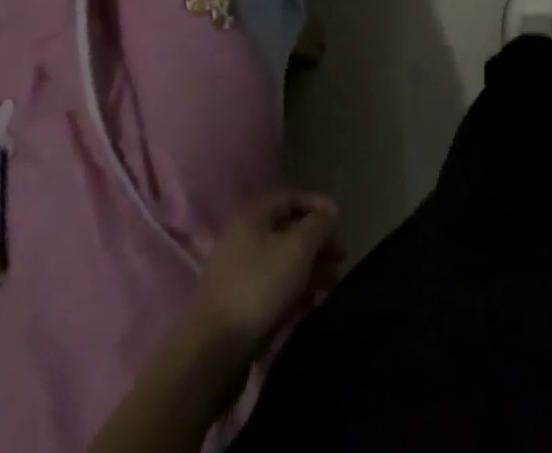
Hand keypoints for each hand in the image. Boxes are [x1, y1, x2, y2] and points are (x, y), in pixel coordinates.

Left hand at [194, 189, 343, 349]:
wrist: (211, 354)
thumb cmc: (259, 287)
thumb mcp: (299, 246)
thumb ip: (319, 224)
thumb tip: (328, 216)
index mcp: (253, 216)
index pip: (293, 197)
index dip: (320, 205)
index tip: (341, 223)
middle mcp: (242, 239)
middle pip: (289, 231)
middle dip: (318, 242)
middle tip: (341, 259)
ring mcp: (236, 274)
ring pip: (282, 262)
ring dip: (310, 269)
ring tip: (331, 285)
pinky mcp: (235, 306)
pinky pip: (271, 288)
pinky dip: (292, 291)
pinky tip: (308, 305)